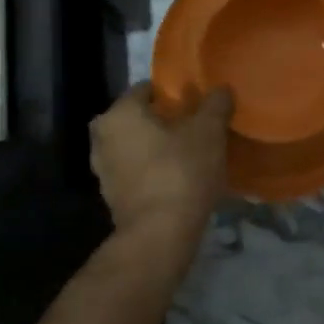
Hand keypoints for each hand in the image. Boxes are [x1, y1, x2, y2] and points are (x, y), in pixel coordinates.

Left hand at [89, 81, 233, 265]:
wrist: (159, 235)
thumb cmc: (180, 171)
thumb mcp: (208, 131)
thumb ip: (215, 104)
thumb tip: (222, 89)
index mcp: (119, 113)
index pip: (146, 89)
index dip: (172, 93)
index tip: (195, 102)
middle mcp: (102, 137)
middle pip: (137, 118)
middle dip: (162, 120)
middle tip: (193, 126)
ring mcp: (102, 170)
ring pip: (134, 146)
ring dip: (155, 147)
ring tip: (188, 152)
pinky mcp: (111, 197)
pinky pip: (134, 172)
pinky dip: (151, 170)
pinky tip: (177, 176)